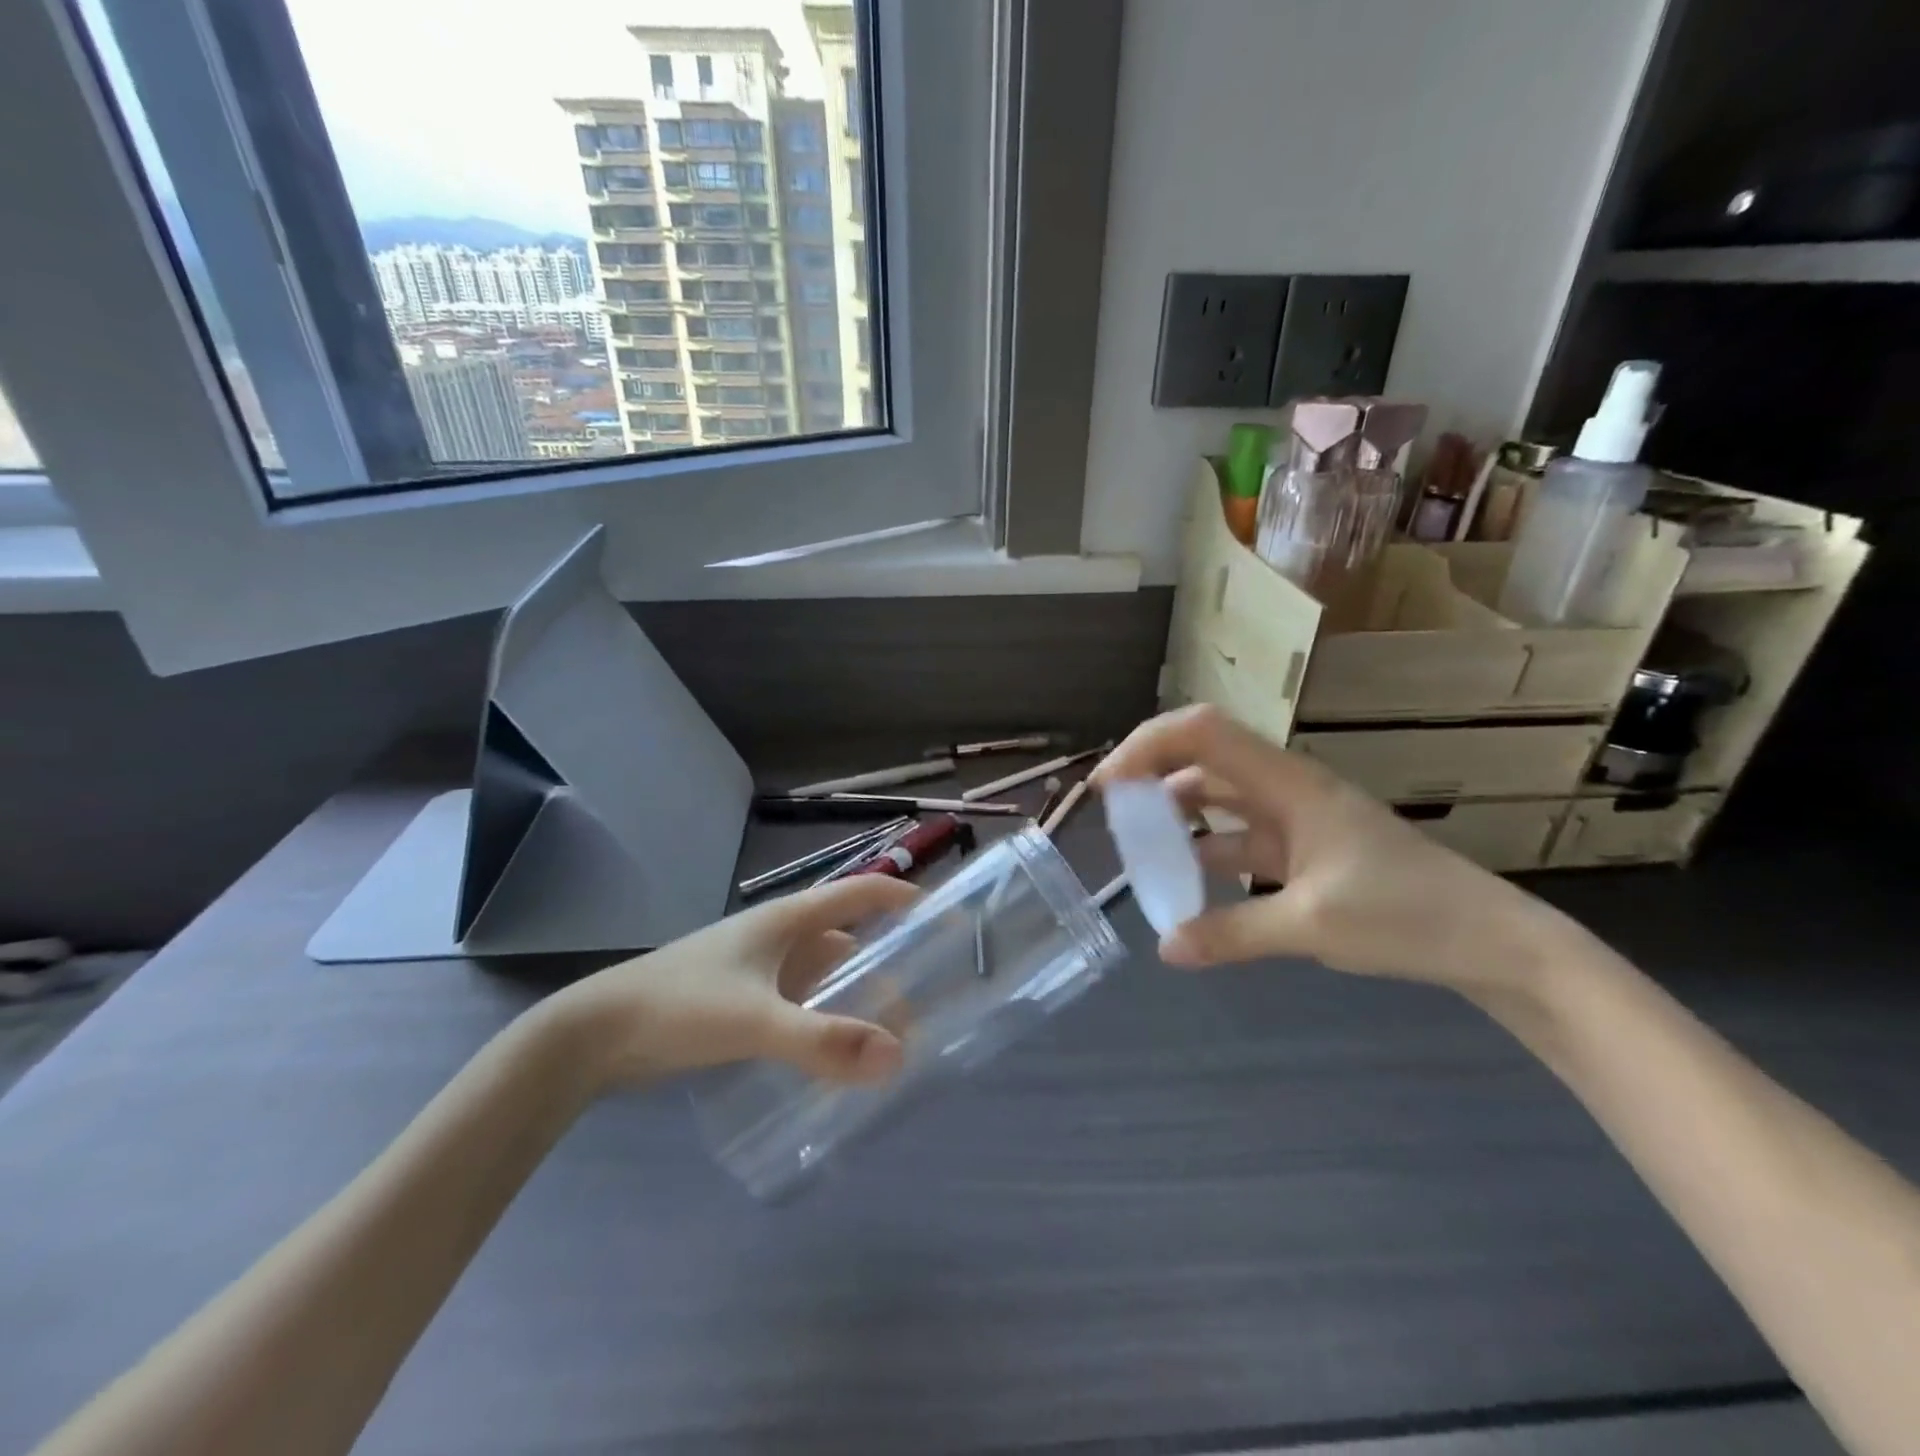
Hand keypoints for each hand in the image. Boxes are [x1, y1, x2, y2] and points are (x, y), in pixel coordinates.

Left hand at [550, 876, 918, 1089]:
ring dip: (854, 998)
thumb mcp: (755, 1021)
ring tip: (890, 1037)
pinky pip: (799, 1004)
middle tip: (924, 1002)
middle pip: (848, 941)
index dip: (903, 897)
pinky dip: (823, 1021)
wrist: (594, 1035)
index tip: (945, 919)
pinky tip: (835, 1055)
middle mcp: (778, 938)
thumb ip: (822, 1041)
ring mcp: (757, 971)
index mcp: (787, 920)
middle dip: (887, 966)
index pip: (860, 892)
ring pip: (823, 977)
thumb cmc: (679, 1006)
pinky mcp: (739, 1002)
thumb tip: (896, 1057)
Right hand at [1093, 705, 1552, 992]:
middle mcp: (1287, 787)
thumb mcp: (1311, 926)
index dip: (1148, 745)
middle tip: (1113, 811)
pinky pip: (1239, 834)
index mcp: (1289, 783)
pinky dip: (1206, 847)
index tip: (1109, 785)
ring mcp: (1296, 816)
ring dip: (1177, 811)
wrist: (1490, 940)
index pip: (1204, 732)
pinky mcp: (1304, 847)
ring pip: (1219, 794)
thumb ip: (1232, 933)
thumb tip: (1165, 949)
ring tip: (1140, 844)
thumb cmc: (1407, 915)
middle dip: (1152, 772)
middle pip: (1205, 755)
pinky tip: (1187, 878)